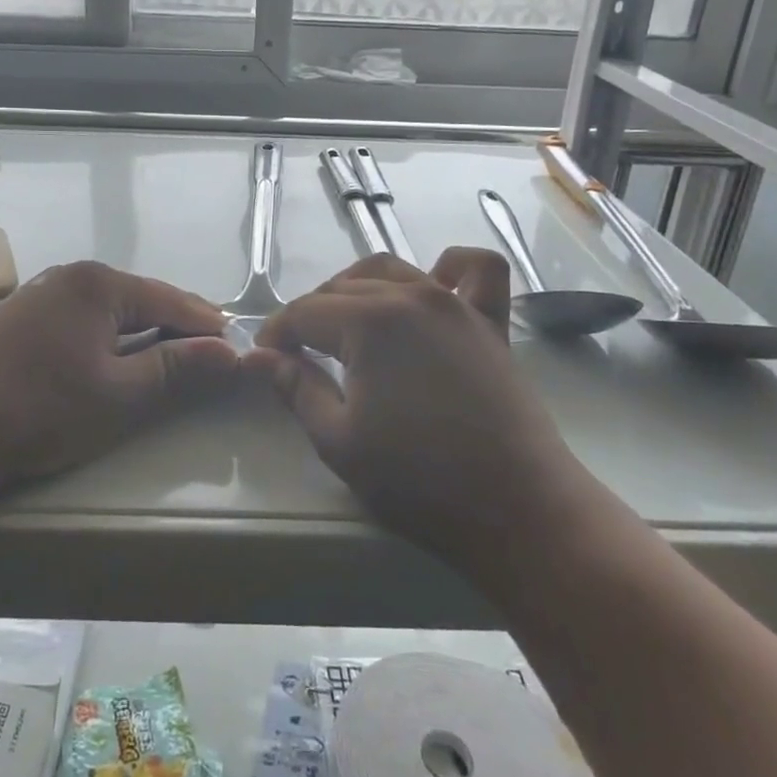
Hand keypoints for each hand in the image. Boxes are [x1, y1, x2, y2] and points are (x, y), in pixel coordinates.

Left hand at [0, 261, 238, 498]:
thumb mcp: (118, 393)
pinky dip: (111, 337)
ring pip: (112, 310)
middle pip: (142, 299)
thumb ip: (176, 368)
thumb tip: (230, 351)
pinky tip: (118, 357)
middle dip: (178, 325)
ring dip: (144, 331)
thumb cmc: (39, 408)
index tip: (237, 347)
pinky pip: (86, 319)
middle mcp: (71, 276)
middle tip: (211, 353)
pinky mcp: (23, 318)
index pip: (171, 300)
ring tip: (173, 356)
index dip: (206, 325)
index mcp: (99, 284)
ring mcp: (42, 294)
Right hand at [243, 250, 573, 568]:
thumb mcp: (339, 441)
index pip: (305, 312)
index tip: (265, 359)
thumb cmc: (419, 481)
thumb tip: (259, 356)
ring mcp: (456, 304)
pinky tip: (434, 284)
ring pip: (393, 270)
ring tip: (348, 326)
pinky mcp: (489, 322)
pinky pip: (477, 271)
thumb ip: (296, 388)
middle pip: (343, 288)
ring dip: (359, 289)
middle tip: (300, 356)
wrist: (517, 509)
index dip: (277, 333)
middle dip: (311, 316)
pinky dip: (451, 267)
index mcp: (370, 322)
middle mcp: (412, 296)